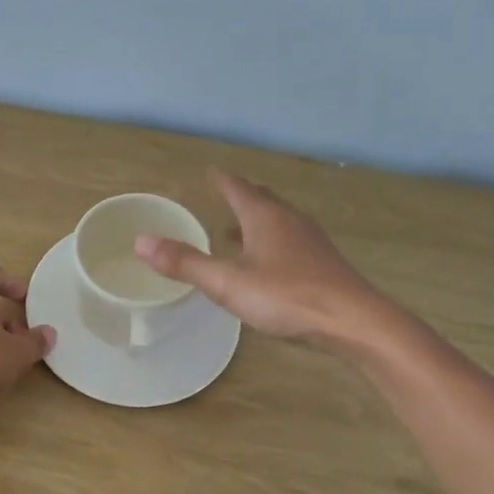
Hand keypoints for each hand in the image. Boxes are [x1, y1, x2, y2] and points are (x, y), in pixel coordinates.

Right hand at [134, 169, 390, 347]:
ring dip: (256, 221)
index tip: (209, 172)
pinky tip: (267, 263)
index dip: (221, 180)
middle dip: (240, 195)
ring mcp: (310, 241)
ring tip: (236, 231)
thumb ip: (186, 264)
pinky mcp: (322, 263)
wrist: (352, 321)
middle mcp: (289, 220)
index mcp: (264, 217)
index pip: (237, 188)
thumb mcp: (228, 282)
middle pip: (261, 199)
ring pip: (278, 221)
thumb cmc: (287, 296)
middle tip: (223, 194)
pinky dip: (271, 241)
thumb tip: (140, 241)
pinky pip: (289, 241)